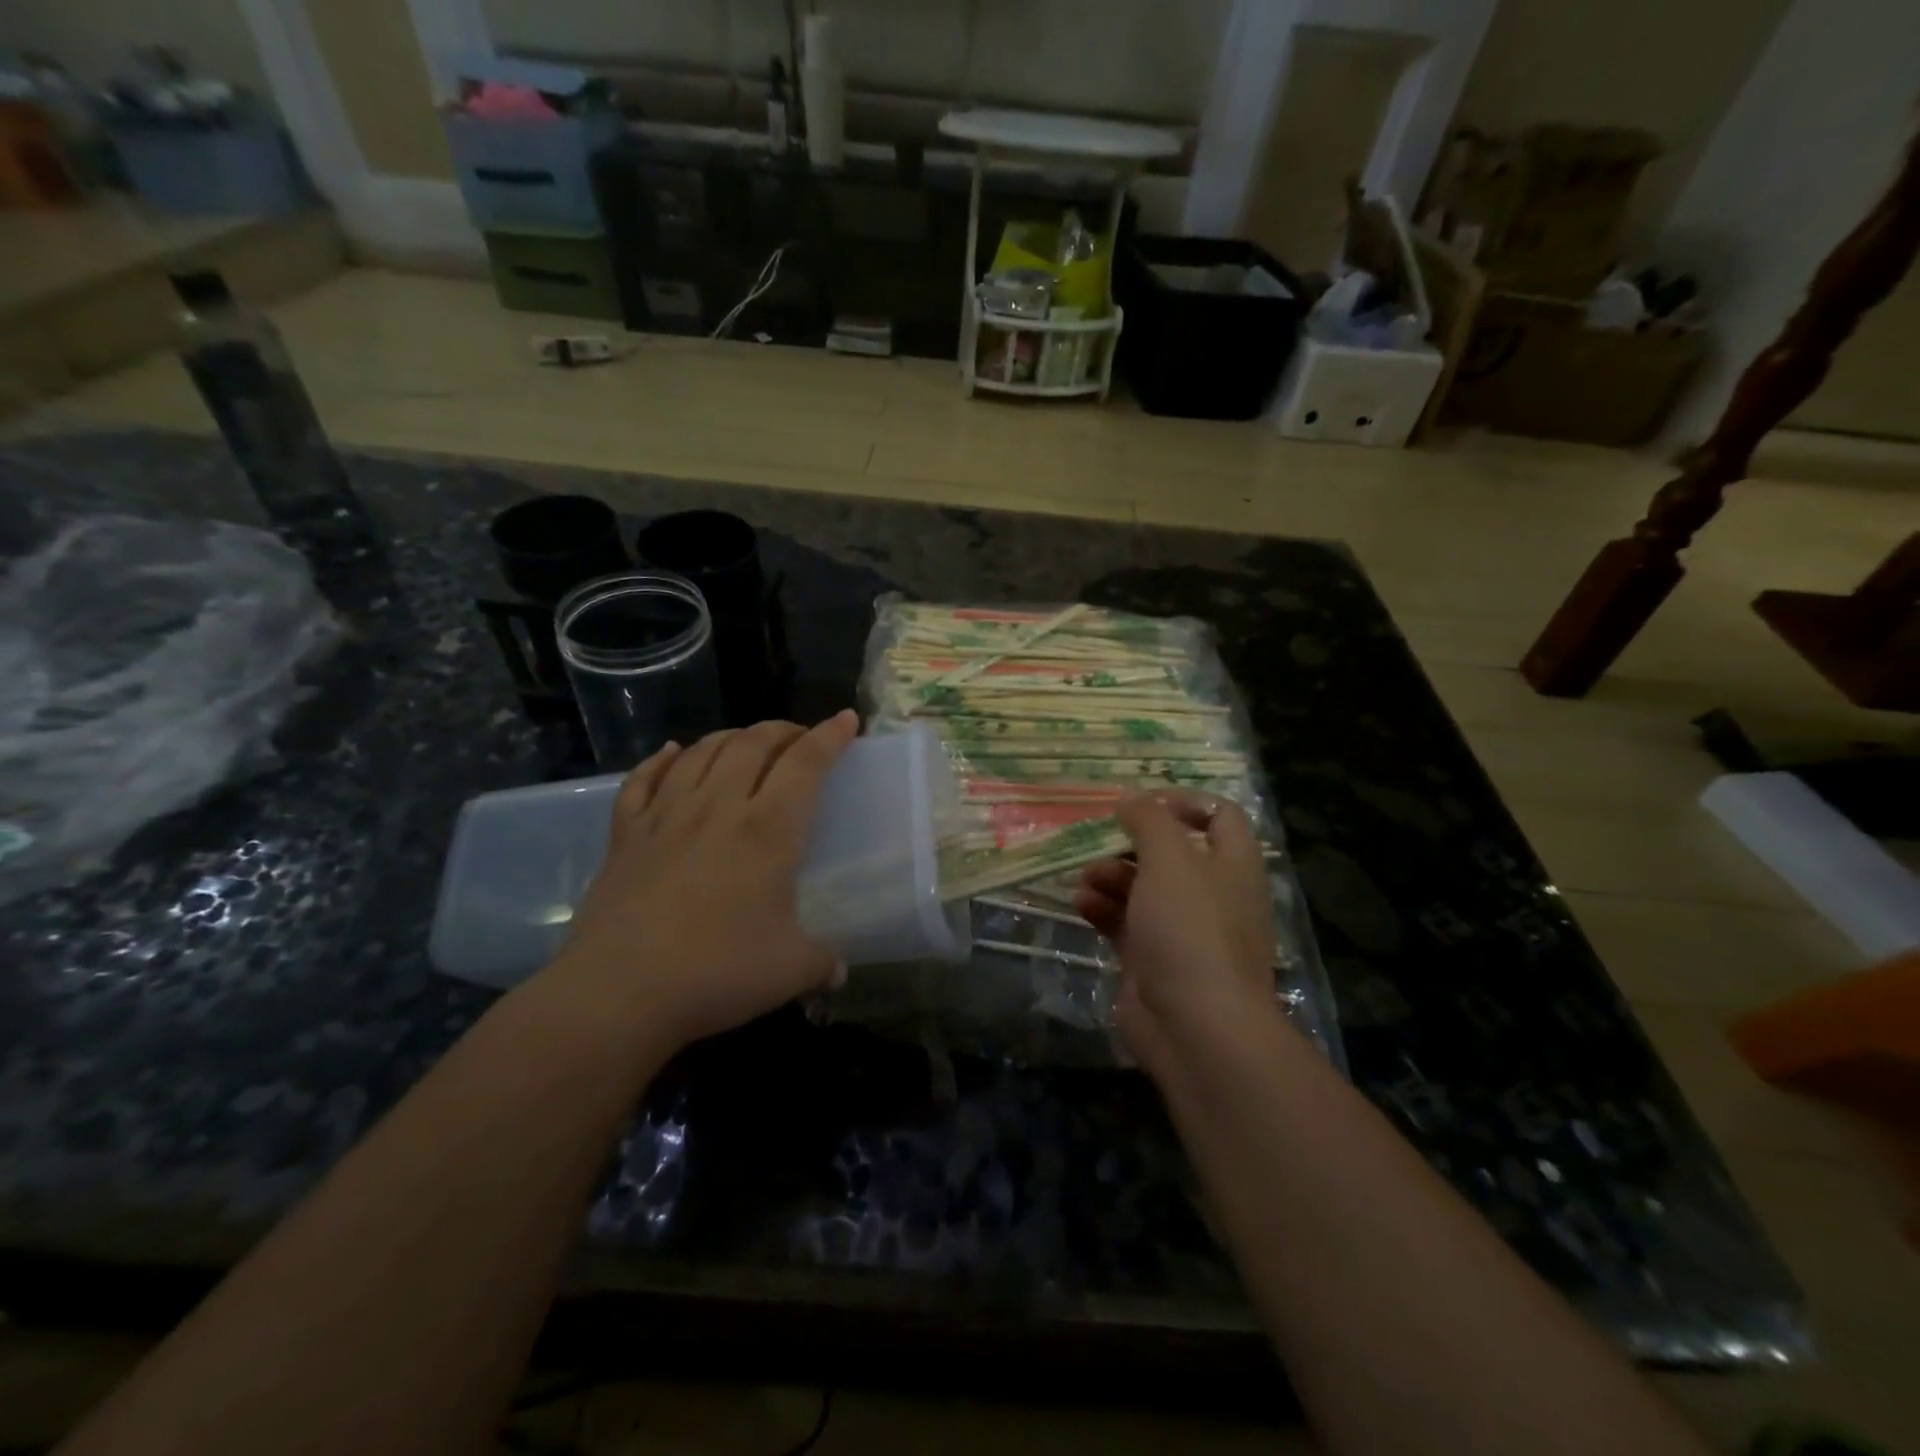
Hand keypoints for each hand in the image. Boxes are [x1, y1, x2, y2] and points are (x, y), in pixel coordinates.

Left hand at [540, 712, 857, 1054]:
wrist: (618, 993)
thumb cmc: (716, 973)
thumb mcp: (789, 971)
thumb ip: (822, 963)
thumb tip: (838, 971)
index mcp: (767, 830)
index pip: (805, 764)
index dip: (830, 736)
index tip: (845, 719)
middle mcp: (718, 807)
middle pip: (753, 743)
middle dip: (782, 730)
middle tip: (799, 738)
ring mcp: (666, 816)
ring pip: (701, 752)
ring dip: (730, 737)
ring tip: (746, 742)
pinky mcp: (626, 835)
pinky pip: (643, 780)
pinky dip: (661, 760)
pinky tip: (671, 753)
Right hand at [1075, 791, 1281, 1076]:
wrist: (1196, 1027)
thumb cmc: (1190, 929)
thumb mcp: (1169, 859)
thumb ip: (1149, 820)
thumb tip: (1132, 798)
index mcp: (1233, 865)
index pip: (1221, 817)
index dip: (1184, 802)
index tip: (1142, 803)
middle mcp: (1213, 895)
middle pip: (1172, 854)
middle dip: (1131, 844)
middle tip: (1099, 840)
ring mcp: (1183, 932)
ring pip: (1143, 889)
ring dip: (1110, 876)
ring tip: (1084, 877)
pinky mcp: (1154, 962)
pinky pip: (1126, 924)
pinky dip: (1103, 910)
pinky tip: (1079, 905)